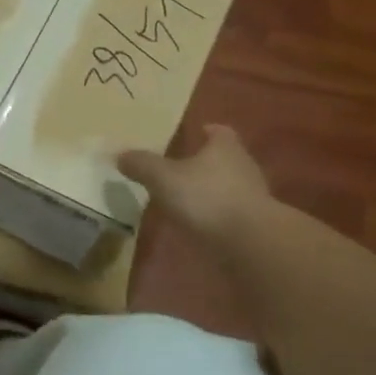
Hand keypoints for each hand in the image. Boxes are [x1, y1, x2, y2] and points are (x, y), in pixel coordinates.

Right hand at [119, 124, 270, 243]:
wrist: (250, 243)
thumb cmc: (206, 198)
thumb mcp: (164, 178)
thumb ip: (142, 165)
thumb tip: (119, 153)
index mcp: (225, 147)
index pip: (219, 131)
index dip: (207, 131)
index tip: (196, 133)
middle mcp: (244, 166)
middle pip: (226, 157)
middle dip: (207, 161)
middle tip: (182, 166)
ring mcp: (253, 197)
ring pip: (230, 185)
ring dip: (212, 189)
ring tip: (187, 197)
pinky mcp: (256, 224)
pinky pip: (232, 212)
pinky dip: (217, 214)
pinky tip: (200, 223)